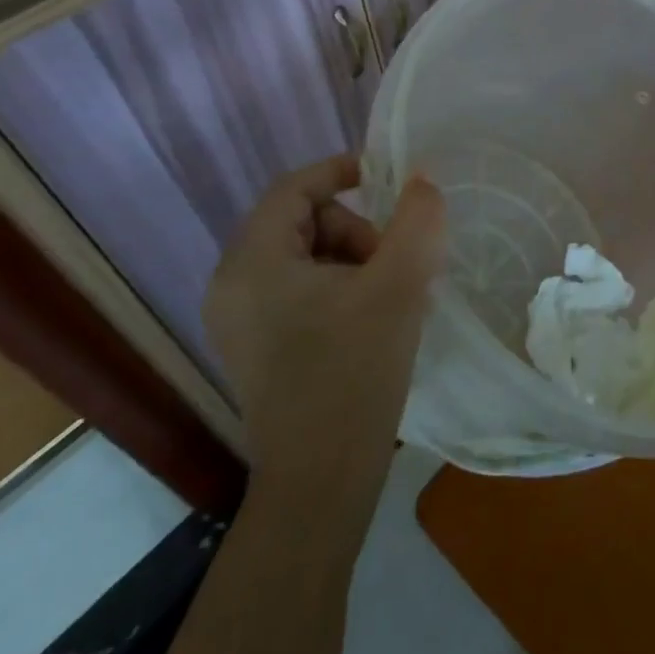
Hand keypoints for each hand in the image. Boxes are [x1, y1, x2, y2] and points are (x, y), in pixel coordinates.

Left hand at [204, 156, 444, 495]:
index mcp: (253, 262)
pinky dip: (338, 289)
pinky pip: (298, 291)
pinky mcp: (255, 349)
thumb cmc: (354, 374)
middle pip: (301, 221)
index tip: (389, 179)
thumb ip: (416, 221)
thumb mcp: (398, 287)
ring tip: (389, 299)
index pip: (294, 188)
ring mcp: (239, 321)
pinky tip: (370, 322)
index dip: (341, 171)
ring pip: (304, 257)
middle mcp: (232, 285)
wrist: (320, 483)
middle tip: (393, 265)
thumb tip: (422, 181)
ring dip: (352, 261)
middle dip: (355, 230)